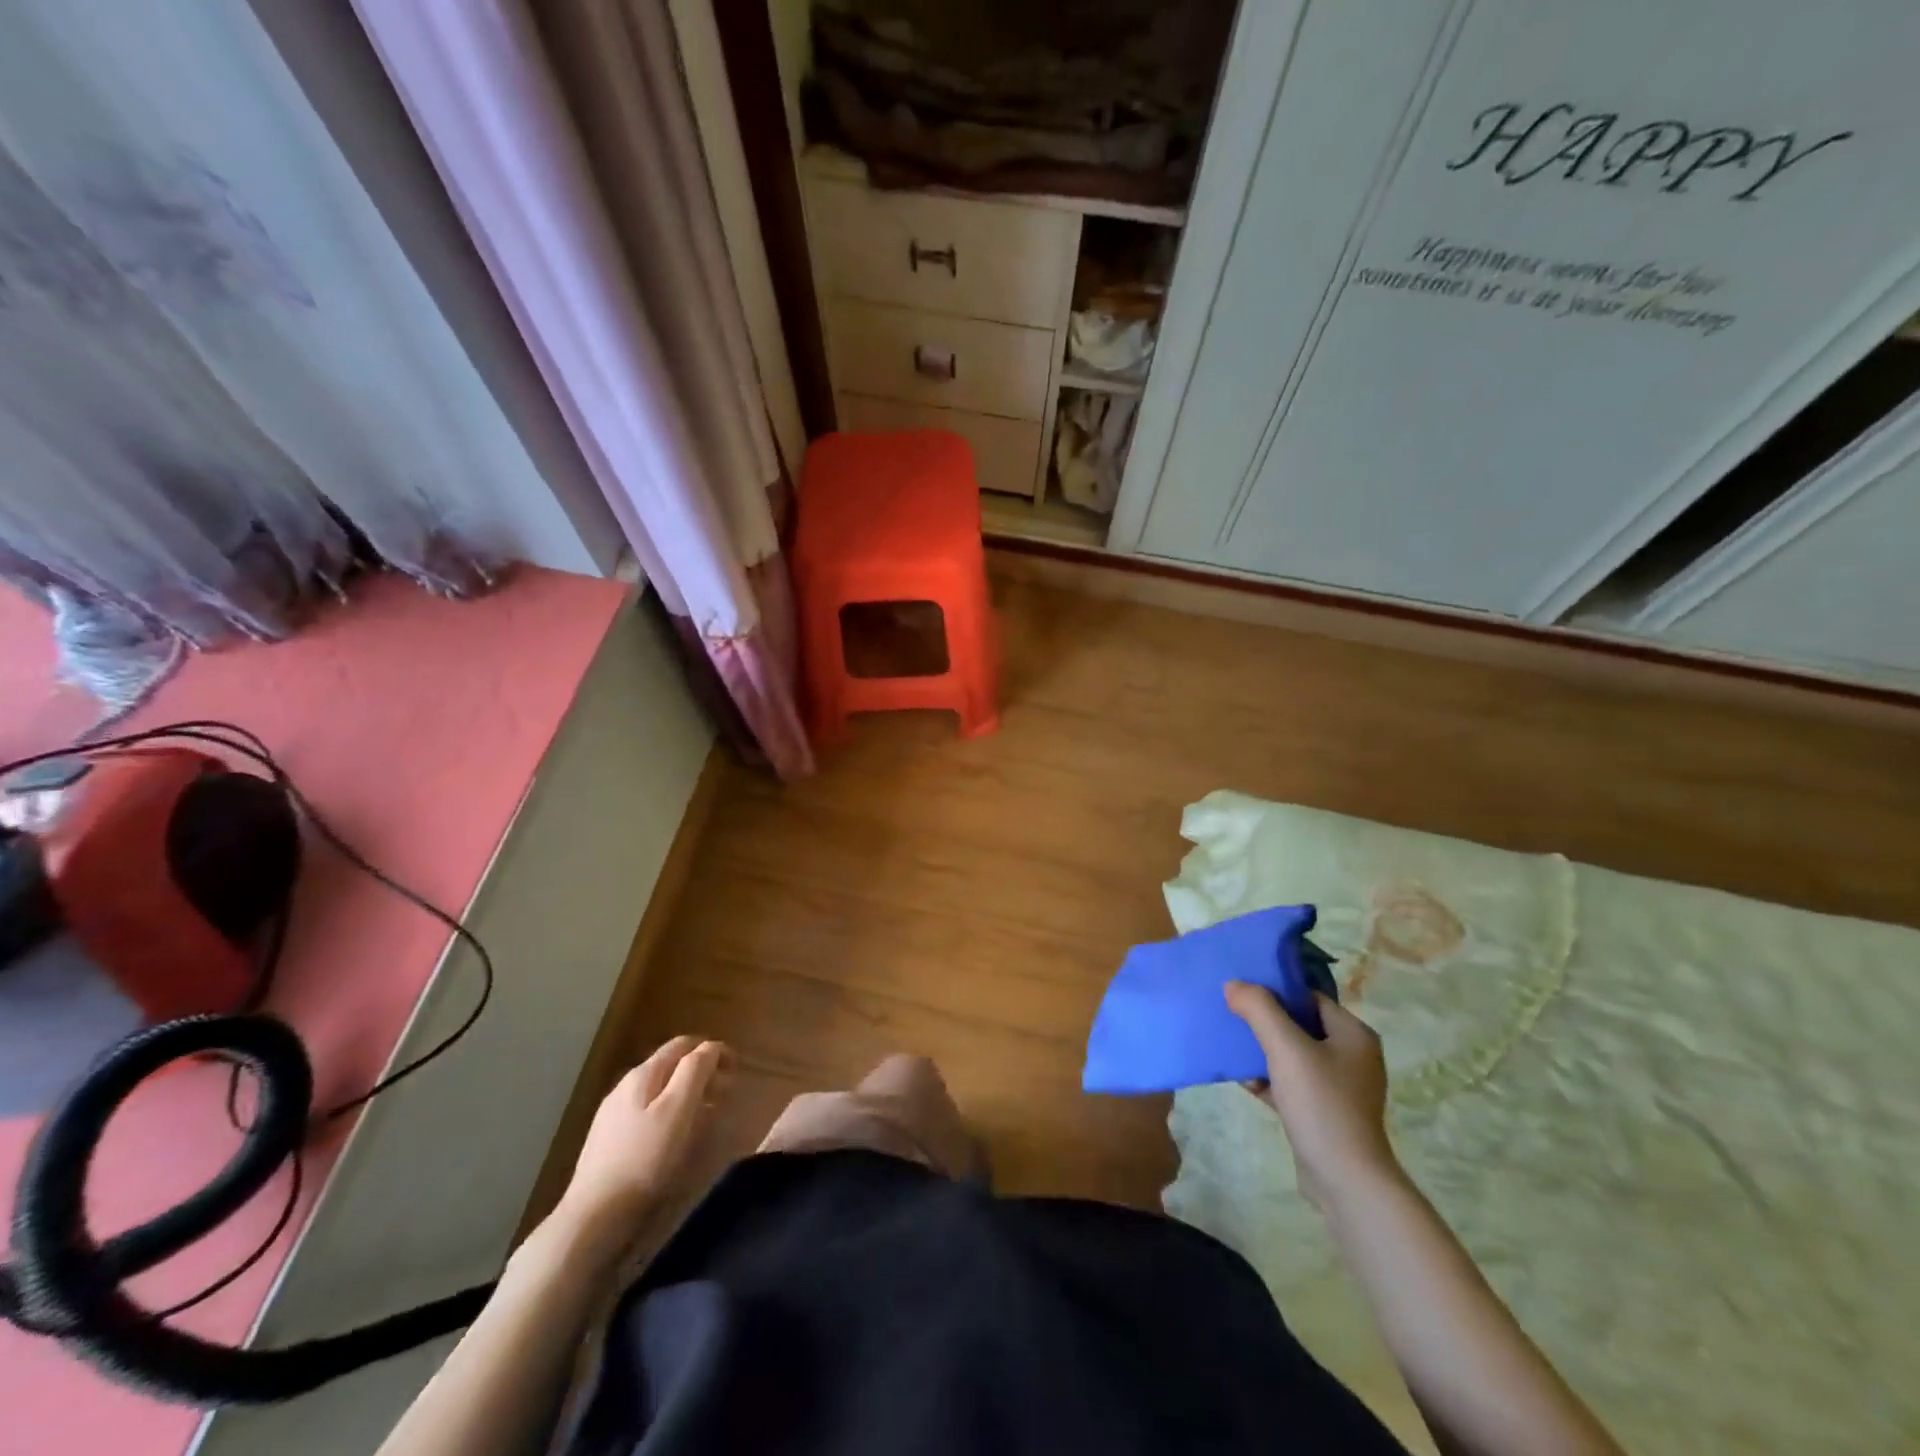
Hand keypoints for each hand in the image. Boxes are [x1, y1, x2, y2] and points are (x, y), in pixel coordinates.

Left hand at [556, 1037, 732, 1242]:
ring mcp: (613, 1113)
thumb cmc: (644, 1159)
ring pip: (658, 1088)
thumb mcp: (678, 1109)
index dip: (713, 1050)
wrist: (593, 1216)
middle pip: (670, 1064)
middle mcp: (625, 1085)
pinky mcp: (608, 1139)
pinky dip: (670, 1111)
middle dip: (701, 1071)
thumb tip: (710, 1047)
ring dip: (687, 1092)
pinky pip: (647, 1111)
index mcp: (644, 1073)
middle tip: (725, 1093)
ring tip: (706, 1114)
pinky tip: (674, 1135)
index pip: (684, 1044)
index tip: (735, 1070)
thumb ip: (695, 1071)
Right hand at [1224, 983, 1398, 1212]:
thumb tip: (1234, 984)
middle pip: (1299, 1024)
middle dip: (1264, 1021)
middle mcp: (1351, 1056)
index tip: (1242, 990)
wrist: (1345, 1180)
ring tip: (1230, 1045)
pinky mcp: (1323, 1112)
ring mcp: (1338, 1087)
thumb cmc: (1321, 1104)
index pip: (1310, 997)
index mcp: (1353, 1034)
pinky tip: (1242, 1079)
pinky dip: (1268, 1078)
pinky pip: (1290, 1083)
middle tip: (1231, 1014)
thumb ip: (1259, 1009)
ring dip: (1262, 1050)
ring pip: (1292, 1055)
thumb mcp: (1286, 1048)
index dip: (1276, 990)